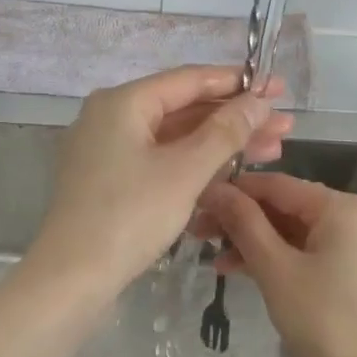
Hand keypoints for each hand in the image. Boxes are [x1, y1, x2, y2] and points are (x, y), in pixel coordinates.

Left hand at [27, 66, 292, 303]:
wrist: (72, 276)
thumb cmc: (130, 216)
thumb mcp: (184, 171)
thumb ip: (226, 132)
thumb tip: (259, 99)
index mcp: (123, 103)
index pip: (189, 80)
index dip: (238, 83)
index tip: (277, 88)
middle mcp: (111, 117)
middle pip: (184, 109)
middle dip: (236, 118)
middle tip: (283, 126)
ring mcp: (108, 150)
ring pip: (175, 137)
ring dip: (221, 143)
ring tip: (271, 150)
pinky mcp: (110, 180)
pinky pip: (160, 160)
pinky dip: (194, 163)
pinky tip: (231, 171)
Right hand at [196, 172, 356, 356]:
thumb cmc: (323, 320)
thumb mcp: (275, 269)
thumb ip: (244, 224)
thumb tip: (215, 190)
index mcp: (342, 208)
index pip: (278, 185)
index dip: (234, 191)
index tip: (197, 203)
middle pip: (289, 209)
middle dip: (243, 222)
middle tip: (200, 235)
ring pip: (300, 235)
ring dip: (259, 245)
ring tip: (218, 263)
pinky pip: (316, 255)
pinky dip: (284, 261)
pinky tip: (251, 275)